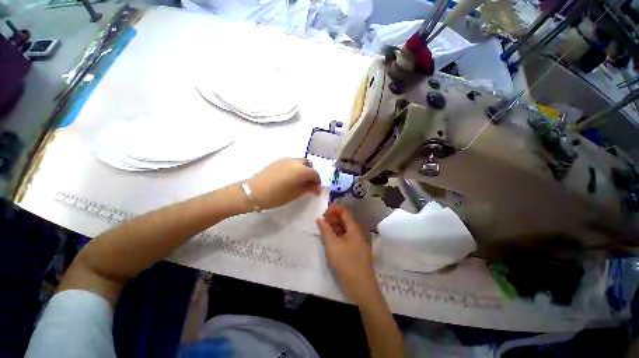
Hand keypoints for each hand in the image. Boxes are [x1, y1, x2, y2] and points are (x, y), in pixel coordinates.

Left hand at [247, 158, 320, 209]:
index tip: (316, 188)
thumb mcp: (295, 194)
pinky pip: (291, 162)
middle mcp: (295, 161)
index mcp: (301, 170)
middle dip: (310, 172)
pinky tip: (289, 177)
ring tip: (298, 180)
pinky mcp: (277, 161)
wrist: (253, 191)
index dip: (317, 181)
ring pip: (300, 161)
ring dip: (303, 169)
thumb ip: (308, 189)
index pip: (315, 173)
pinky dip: (295, 167)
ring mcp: (285, 159)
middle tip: (308, 183)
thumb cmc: (276, 195)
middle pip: (308, 164)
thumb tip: (317, 187)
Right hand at [316, 204, 377, 303]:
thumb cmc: (347, 264)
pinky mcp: (356, 250)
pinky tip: (331, 240)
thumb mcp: (333, 246)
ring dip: (335, 227)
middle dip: (333, 218)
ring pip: (345, 229)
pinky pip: (347, 237)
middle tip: (322, 223)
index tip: (323, 214)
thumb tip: (319, 219)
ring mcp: (358, 242)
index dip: (334, 209)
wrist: (362, 289)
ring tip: (325, 231)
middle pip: (345, 219)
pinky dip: (338, 236)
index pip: (344, 211)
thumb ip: (325, 231)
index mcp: (354, 229)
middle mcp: (357, 233)